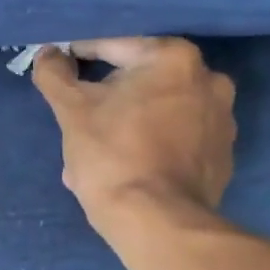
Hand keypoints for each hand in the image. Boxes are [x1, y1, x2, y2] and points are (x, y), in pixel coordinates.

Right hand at [31, 38, 237, 237]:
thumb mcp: (71, 110)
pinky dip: (154, 146)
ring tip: (99, 150)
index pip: (115, 47)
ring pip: (160, 111)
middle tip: (80, 119)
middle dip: (109, 98)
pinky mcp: (222, 156)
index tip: (61, 71)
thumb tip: (48, 54)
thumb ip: (55, 74)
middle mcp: (209, 80)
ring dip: (130, 123)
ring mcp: (222, 120)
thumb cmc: (112, 156)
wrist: (156, 222)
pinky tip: (128, 167)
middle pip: (141, 81)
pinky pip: (177, 139)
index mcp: (175, 58)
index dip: (81, 57)